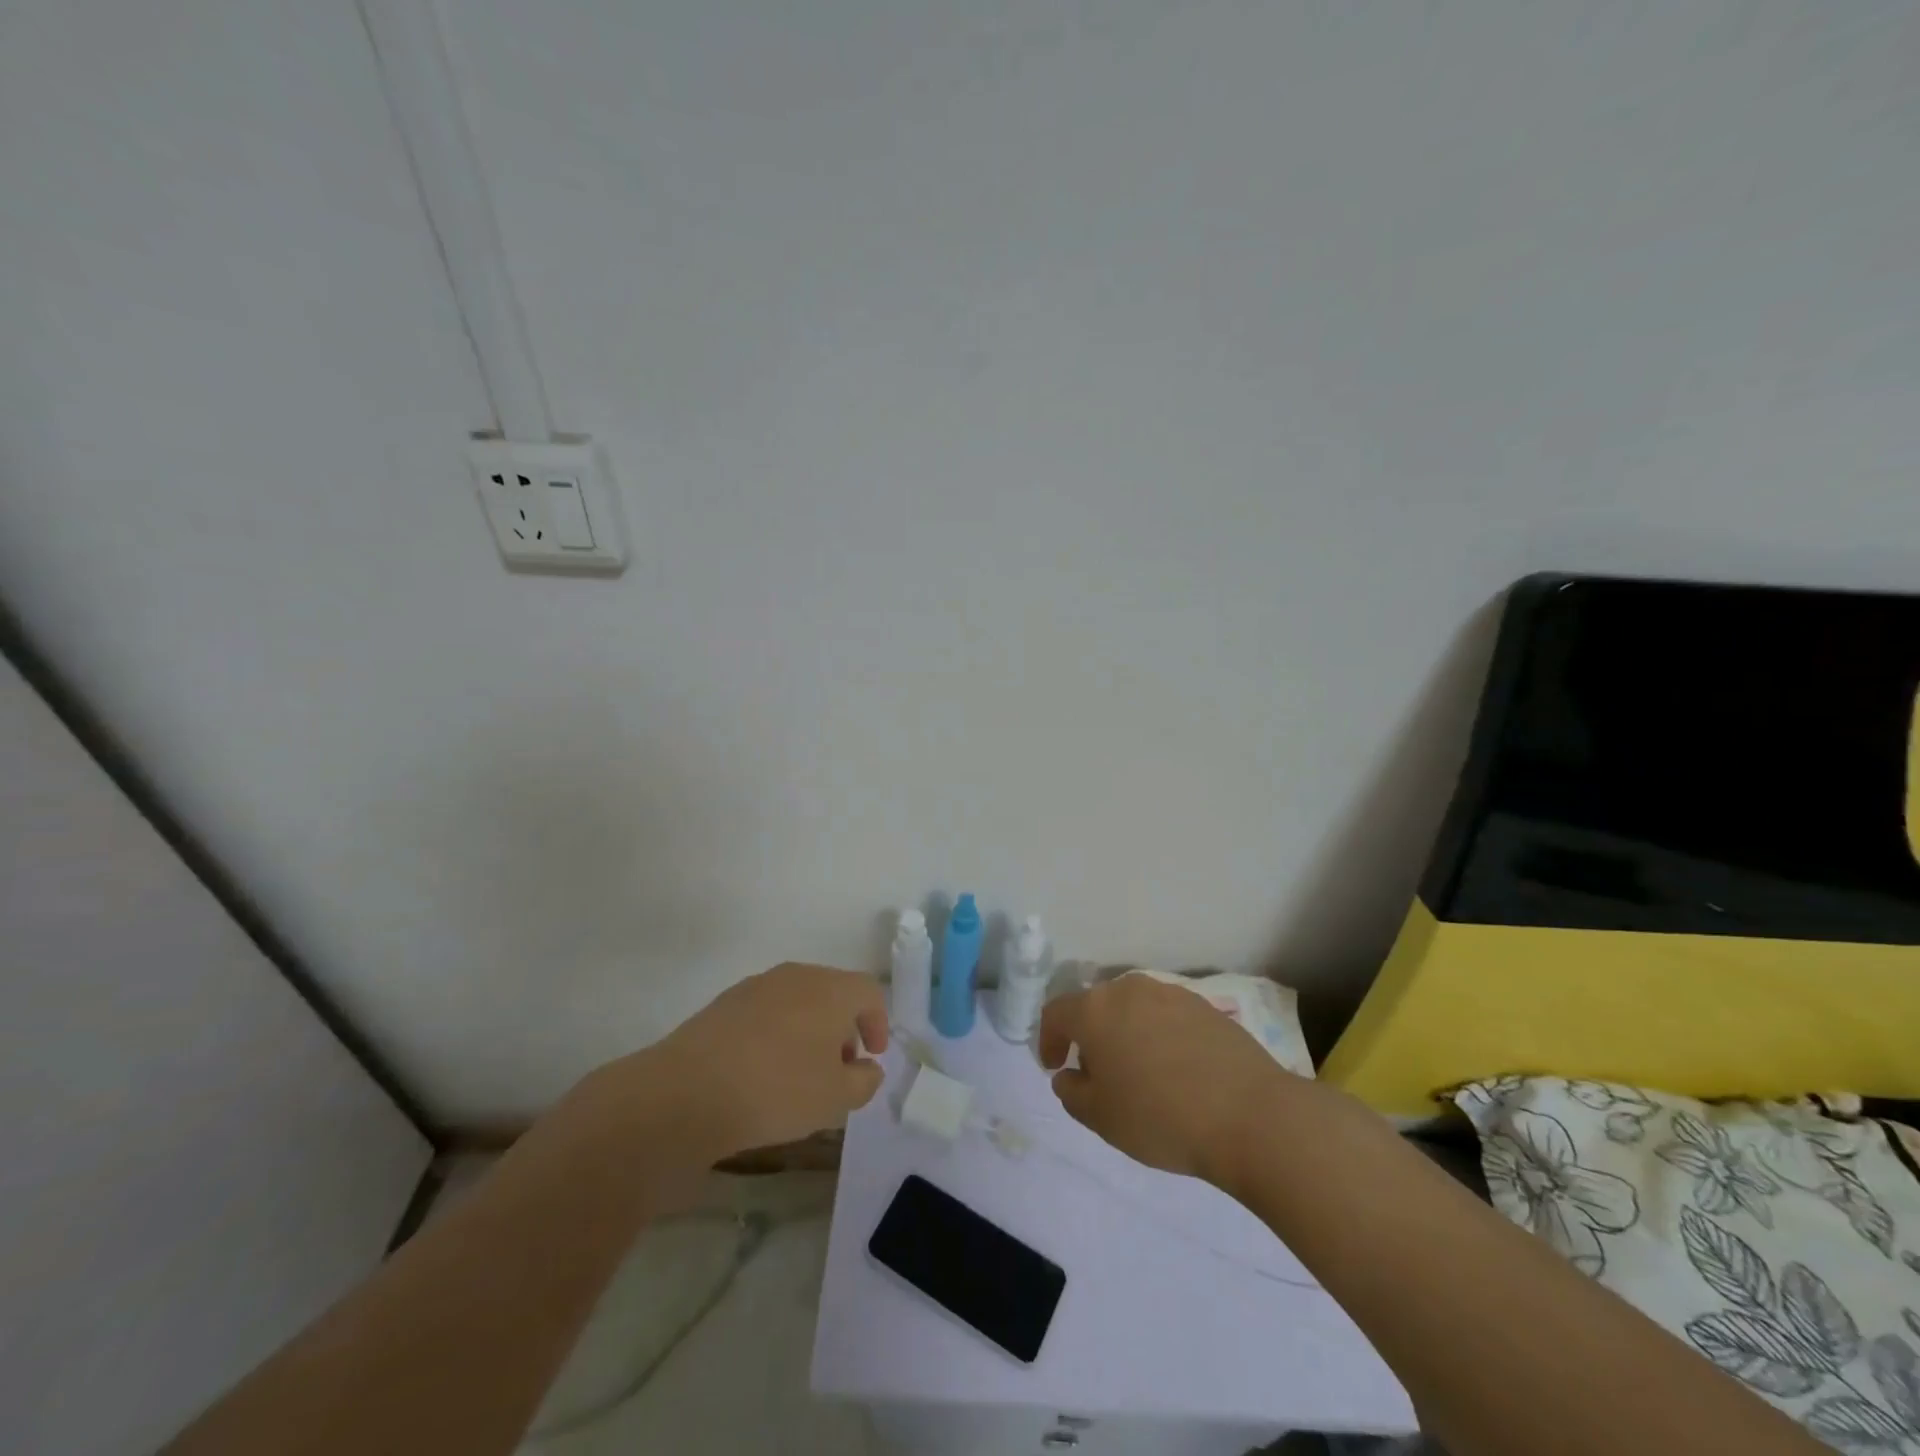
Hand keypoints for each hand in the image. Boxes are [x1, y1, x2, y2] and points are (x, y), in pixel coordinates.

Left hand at [583, 963, 888, 1161]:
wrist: (686, 1092)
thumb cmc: (776, 1090)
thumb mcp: (835, 1098)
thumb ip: (864, 1081)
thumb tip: (867, 1067)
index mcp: (830, 989)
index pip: (869, 992)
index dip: (878, 1023)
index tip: (873, 1057)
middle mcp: (796, 975)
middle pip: (833, 992)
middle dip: (843, 1027)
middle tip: (839, 1068)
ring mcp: (756, 985)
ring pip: (798, 1000)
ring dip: (809, 1030)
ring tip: (800, 1073)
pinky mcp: (724, 1003)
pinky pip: (766, 1012)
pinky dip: (776, 1033)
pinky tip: (762, 1071)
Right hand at [1039, 974, 1295, 1190]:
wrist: (1250, 1115)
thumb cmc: (1161, 1117)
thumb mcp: (1101, 1118)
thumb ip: (1072, 1092)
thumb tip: (1069, 1075)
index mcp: (1095, 1010)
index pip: (1055, 1013)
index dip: (1047, 1040)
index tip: (1053, 1067)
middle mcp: (1128, 989)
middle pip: (1096, 1006)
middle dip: (1090, 1036)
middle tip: (1098, 1075)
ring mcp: (1170, 993)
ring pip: (1133, 1009)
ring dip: (1126, 1033)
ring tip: (1139, 1072)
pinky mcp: (1205, 1005)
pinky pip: (1167, 1016)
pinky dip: (1159, 1036)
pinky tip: (1176, 1070)